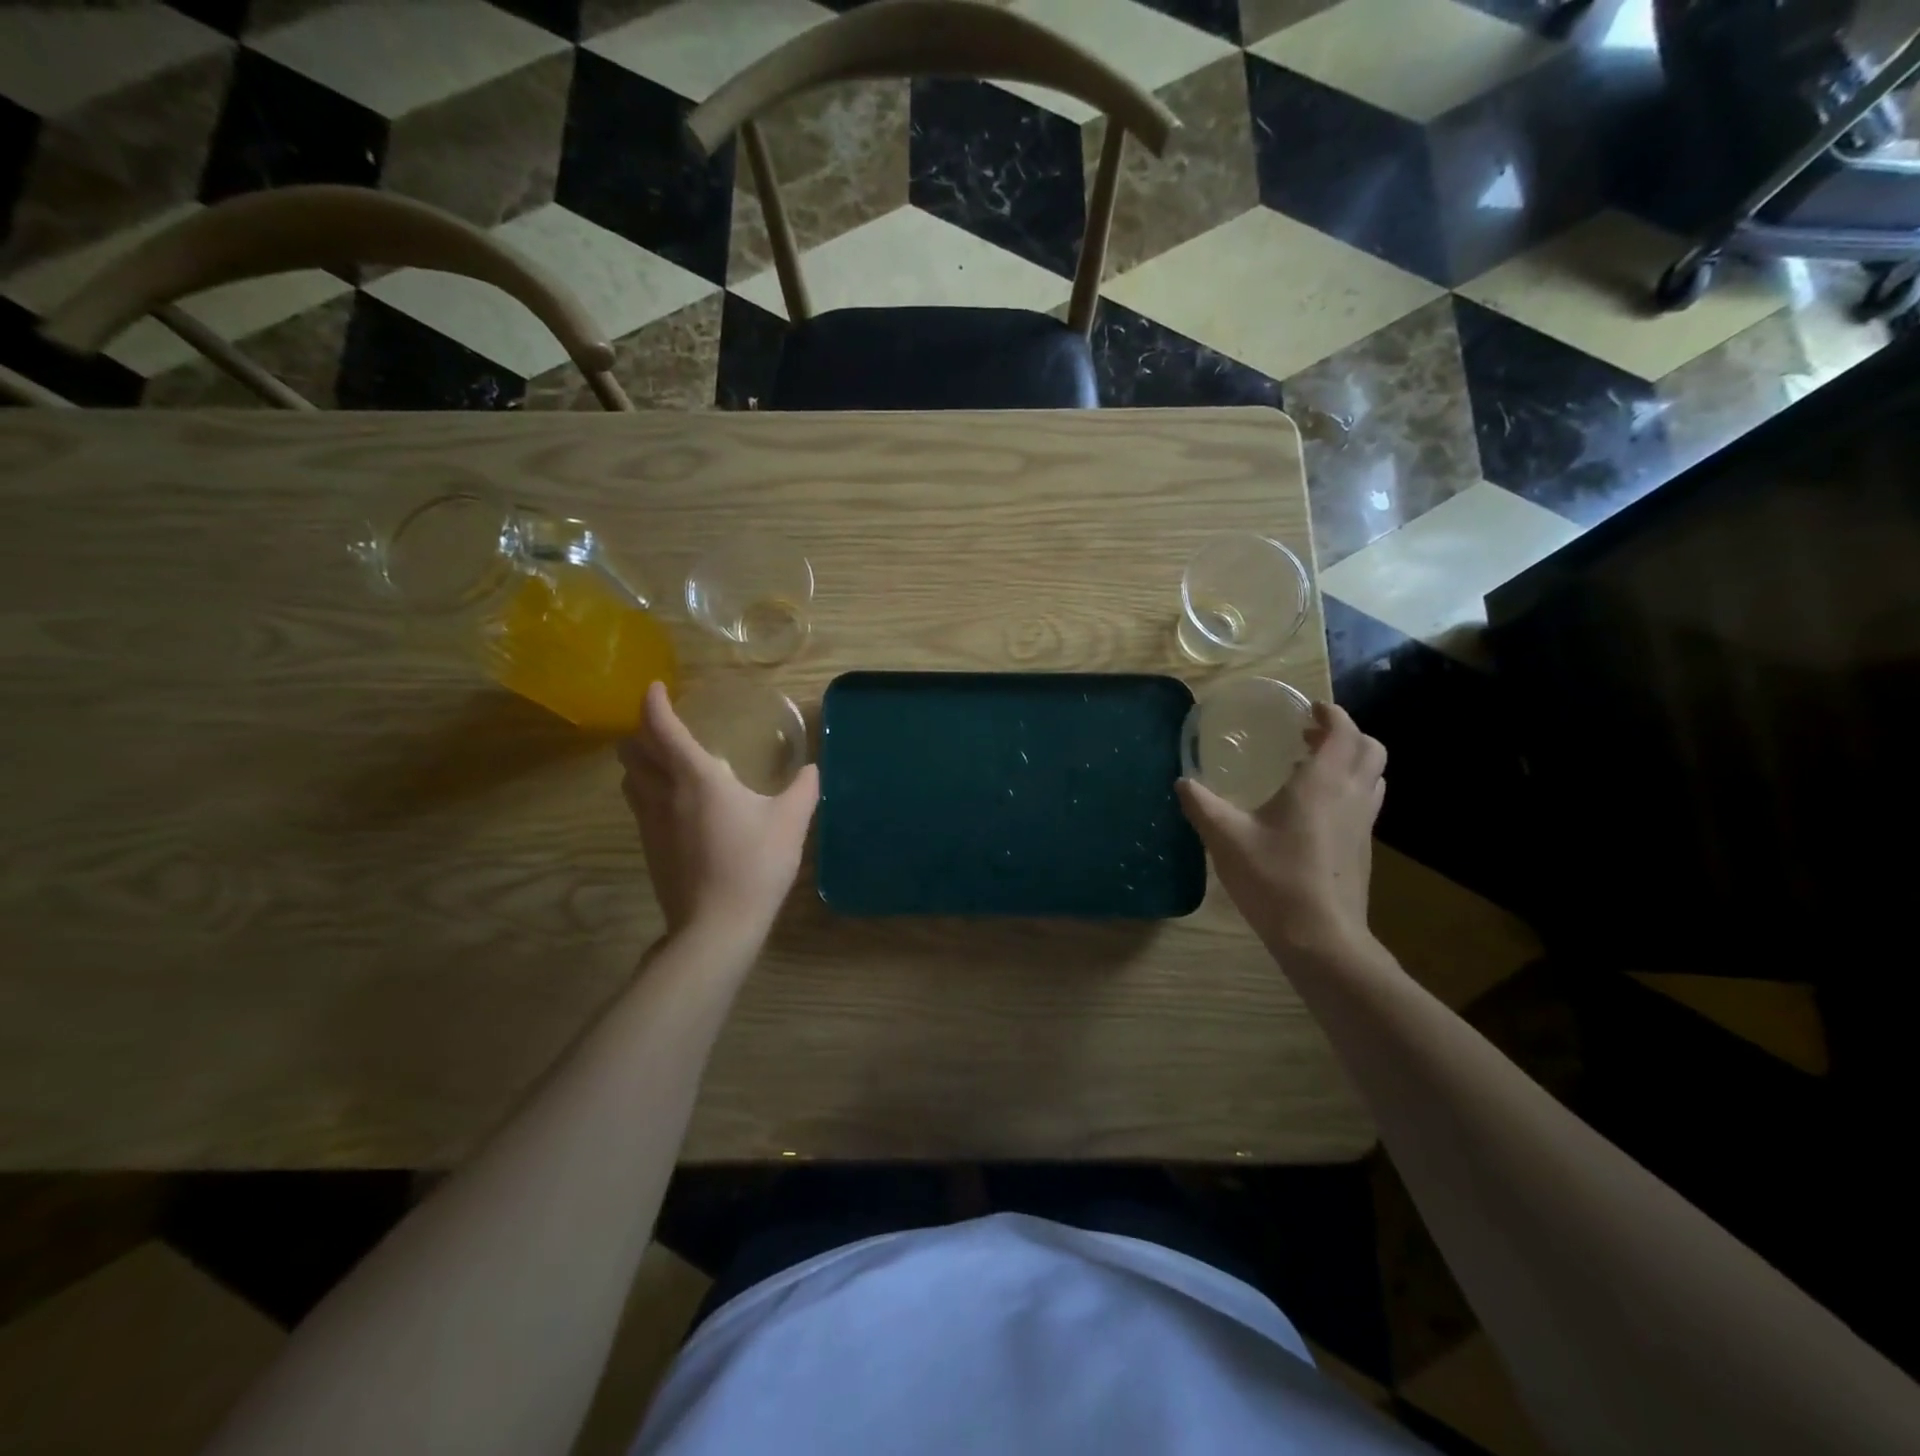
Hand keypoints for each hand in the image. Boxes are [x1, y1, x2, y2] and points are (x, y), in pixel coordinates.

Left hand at [617, 682, 819, 939]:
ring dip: (639, 761)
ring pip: (629, 779)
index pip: (662, 729)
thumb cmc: (755, 865)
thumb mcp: (791, 823)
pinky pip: (638, 804)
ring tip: (664, 759)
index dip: (654, 703)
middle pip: (632, 751)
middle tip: (664, 725)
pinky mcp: (649, 848)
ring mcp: (651, 823)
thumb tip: (812, 770)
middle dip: (642, 730)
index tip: (656, 687)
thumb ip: (804, 790)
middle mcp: (664, 794)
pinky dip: (646, 788)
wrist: (716, 925)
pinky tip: (674, 802)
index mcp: (696, 778)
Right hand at [1177, 702, 1385, 958]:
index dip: (1331, 714)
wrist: (1321, 937)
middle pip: (1370, 749)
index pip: (1343, 732)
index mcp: (1322, 783)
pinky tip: (1315, 810)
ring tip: (1314, 767)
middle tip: (1309, 736)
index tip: (1308, 709)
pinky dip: (1350, 788)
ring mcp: (1363, 824)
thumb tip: (1182, 782)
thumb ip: (1202, 805)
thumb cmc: (1274, 878)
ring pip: (1374, 776)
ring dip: (1352, 761)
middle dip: (1345, 734)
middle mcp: (1351, 796)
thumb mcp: (1225, 838)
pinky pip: (1366, 802)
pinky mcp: (1364, 849)